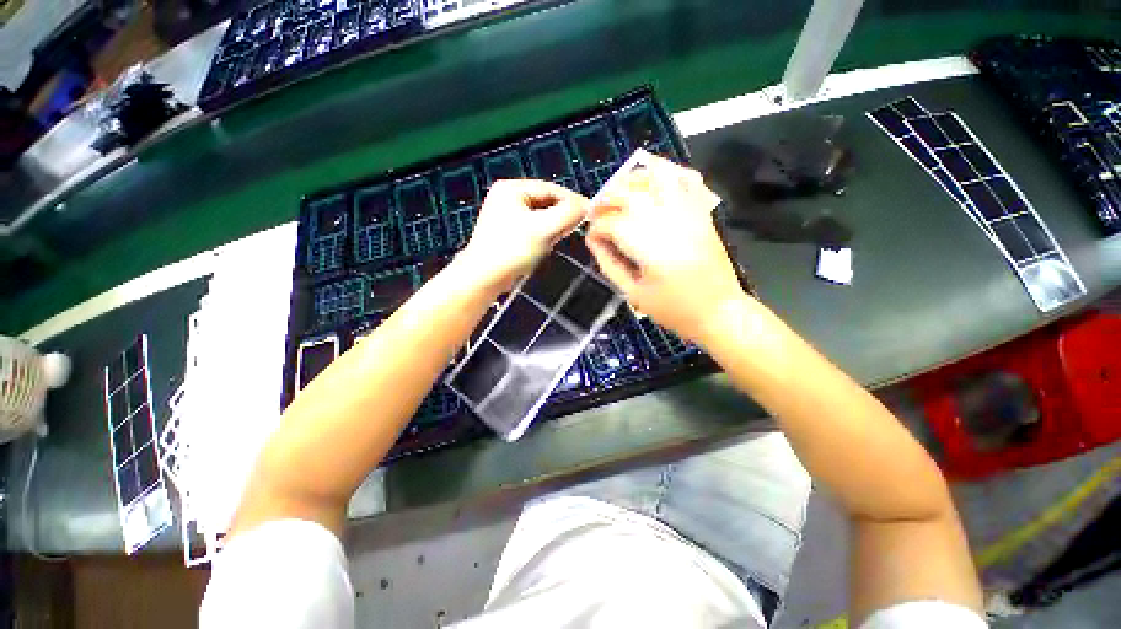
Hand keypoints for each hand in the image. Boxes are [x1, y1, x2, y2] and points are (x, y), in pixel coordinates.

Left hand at [459, 179, 587, 293]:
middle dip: (562, 214)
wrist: (484, 277)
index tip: (590, 212)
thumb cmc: (512, 249)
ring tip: (564, 235)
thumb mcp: (544, 229)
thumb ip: (567, 214)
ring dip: (554, 225)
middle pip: (545, 201)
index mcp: (511, 188)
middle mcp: (507, 197)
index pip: (550, 188)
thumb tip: (586, 207)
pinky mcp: (507, 232)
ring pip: (540, 216)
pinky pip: (533, 227)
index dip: (572, 200)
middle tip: (579, 226)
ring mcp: (505, 215)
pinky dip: (544, 233)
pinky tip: (548, 243)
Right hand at [586, 163, 749, 342]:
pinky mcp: (701, 213)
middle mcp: (666, 221)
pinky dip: (667, 174)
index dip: (596, 229)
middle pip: (629, 193)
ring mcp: (688, 212)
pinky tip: (654, 183)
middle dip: (606, 199)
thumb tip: (594, 241)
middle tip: (597, 212)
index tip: (592, 240)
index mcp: (648, 245)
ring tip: (621, 192)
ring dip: (633, 179)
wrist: (719, 311)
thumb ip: (610, 264)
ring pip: (657, 176)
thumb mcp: (633, 293)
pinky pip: (686, 180)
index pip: (611, 223)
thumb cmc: (673, 309)